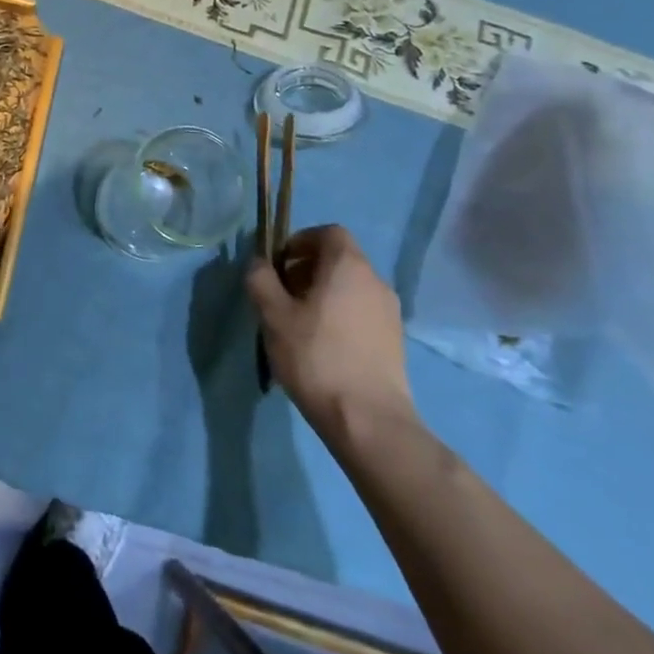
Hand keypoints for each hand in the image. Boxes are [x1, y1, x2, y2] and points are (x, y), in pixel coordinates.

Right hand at [248, 224, 418, 448]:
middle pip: (339, 259)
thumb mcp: (273, 315)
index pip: (328, 232)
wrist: (369, 421)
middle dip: (307, 269)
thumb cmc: (316, 356)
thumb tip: (259, 263)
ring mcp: (390, 313)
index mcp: (348, 266)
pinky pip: (361, 312)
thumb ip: (261, 279)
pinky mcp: (394, 341)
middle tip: (282, 296)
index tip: (279, 265)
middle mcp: (375, 281)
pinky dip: (340, 316)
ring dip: (323, 294)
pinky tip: (322, 347)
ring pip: (350, 287)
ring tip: (299, 325)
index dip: (300, 241)